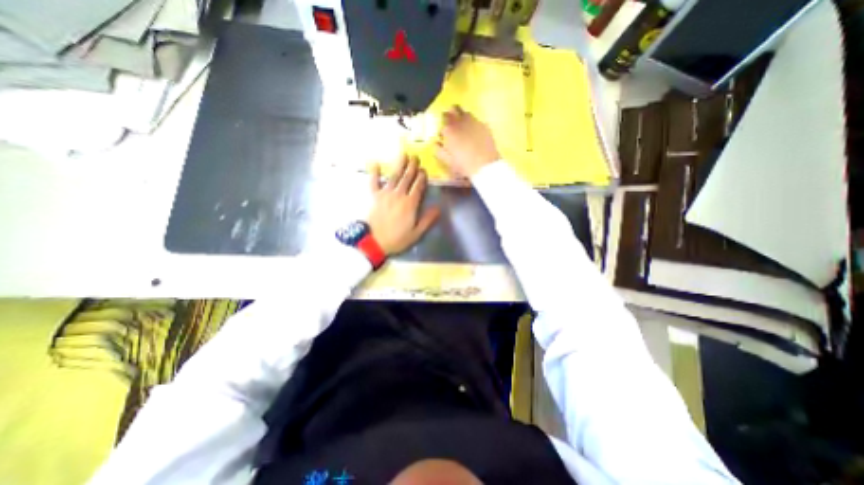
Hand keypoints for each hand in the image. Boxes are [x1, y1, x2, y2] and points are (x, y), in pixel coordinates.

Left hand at [367, 155, 440, 256]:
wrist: (374, 242)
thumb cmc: (397, 239)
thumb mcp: (416, 233)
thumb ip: (428, 220)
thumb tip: (438, 208)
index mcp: (410, 204)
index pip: (418, 186)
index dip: (422, 177)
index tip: (424, 170)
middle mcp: (398, 195)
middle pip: (407, 178)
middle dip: (412, 167)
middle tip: (415, 157)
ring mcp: (385, 194)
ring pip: (394, 176)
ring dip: (399, 165)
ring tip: (403, 154)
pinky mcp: (374, 196)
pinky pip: (373, 181)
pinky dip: (374, 172)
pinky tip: (374, 162)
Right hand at [439, 106, 499, 177]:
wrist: (484, 166)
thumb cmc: (463, 165)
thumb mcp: (446, 160)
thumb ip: (438, 150)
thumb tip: (435, 142)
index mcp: (450, 130)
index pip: (443, 116)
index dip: (443, 121)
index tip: (443, 129)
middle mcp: (462, 122)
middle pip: (455, 109)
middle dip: (452, 113)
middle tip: (452, 123)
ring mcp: (475, 122)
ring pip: (466, 113)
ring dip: (463, 117)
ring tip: (463, 128)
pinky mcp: (485, 126)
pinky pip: (477, 120)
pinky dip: (473, 124)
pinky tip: (474, 134)